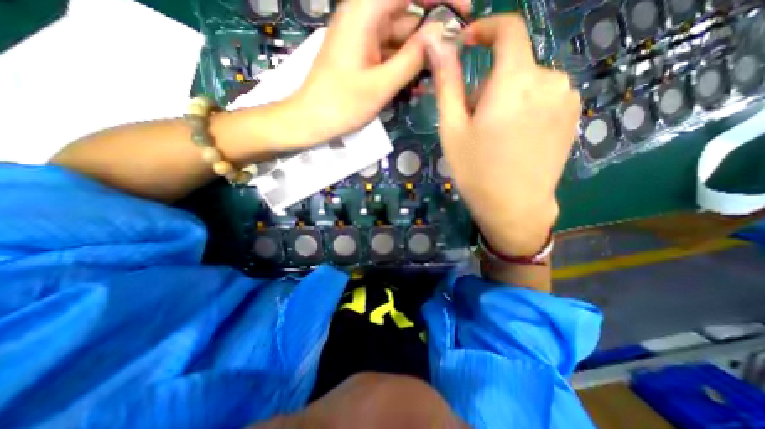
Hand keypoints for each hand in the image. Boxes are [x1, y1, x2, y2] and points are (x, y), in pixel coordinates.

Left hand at [290, 1, 472, 143]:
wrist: (311, 120)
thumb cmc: (341, 104)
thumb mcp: (381, 85)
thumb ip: (412, 58)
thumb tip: (442, 33)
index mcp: (365, 12)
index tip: (464, 11)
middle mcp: (364, 17)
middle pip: (407, 14)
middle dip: (431, 34)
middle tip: (450, 57)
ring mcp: (363, 38)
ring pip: (401, 37)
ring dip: (419, 56)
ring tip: (435, 77)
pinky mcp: (363, 55)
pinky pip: (390, 53)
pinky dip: (405, 66)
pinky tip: (417, 84)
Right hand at [425, 13, 580, 254]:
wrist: (514, 207)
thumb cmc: (476, 171)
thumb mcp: (452, 129)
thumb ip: (447, 83)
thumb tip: (439, 44)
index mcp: (515, 81)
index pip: (509, 29)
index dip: (486, 29)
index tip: (467, 44)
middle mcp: (550, 79)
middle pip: (513, 66)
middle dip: (489, 86)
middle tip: (474, 122)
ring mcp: (567, 99)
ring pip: (528, 82)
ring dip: (507, 98)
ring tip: (495, 134)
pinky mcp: (573, 116)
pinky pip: (544, 97)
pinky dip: (526, 108)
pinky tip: (516, 140)